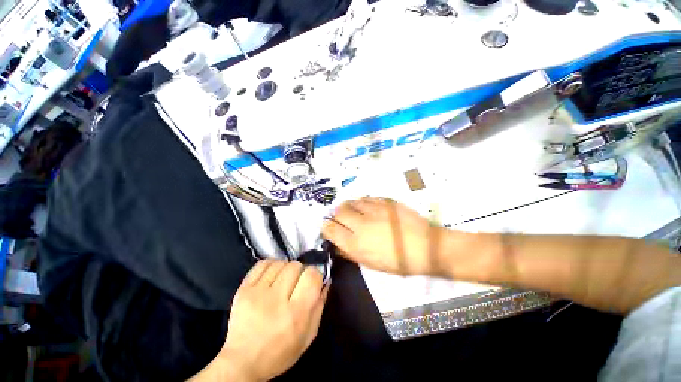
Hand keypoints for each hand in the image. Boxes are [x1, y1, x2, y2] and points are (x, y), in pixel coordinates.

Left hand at [192, 260, 327, 380]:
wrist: (243, 361)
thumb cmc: (281, 351)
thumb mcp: (309, 334)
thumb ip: (320, 304)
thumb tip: (325, 278)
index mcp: (296, 313)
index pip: (311, 275)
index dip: (314, 274)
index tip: (312, 281)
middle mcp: (277, 299)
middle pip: (296, 265)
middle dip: (300, 271)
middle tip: (296, 283)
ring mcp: (257, 292)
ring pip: (280, 263)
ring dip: (285, 268)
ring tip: (283, 280)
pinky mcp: (243, 289)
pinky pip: (263, 263)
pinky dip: (271, 265)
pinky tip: (272, 275)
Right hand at [322, 197, 446, 275]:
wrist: (426, 246)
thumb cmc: (398, 261)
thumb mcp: (371, 263)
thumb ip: (350, 253)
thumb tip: (337, 245)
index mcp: (356, 243)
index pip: (330, 229)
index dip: (326, 227)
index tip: (327, 227)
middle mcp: (361, 224)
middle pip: (338, 212)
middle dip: (336, 215)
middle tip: (341, 219)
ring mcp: (373, 210)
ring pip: (351, 201)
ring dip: (348, 207)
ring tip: (353, 211)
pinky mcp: (385, 201)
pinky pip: (366, 198)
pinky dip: (362, 202)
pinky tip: (367, 207)